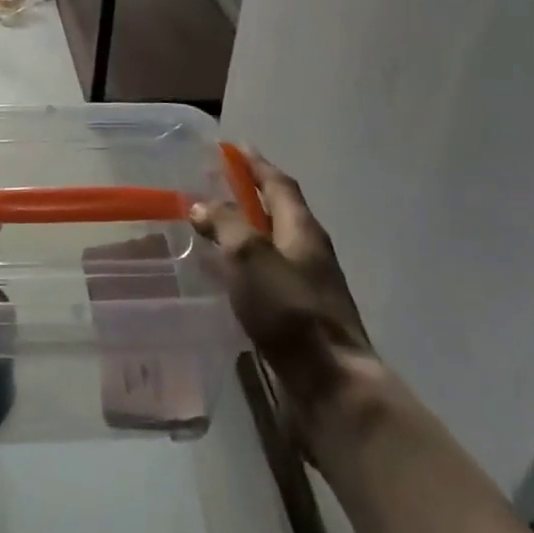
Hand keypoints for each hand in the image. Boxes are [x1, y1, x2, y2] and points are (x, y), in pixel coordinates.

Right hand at [190, 148, 382, 465]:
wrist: (331, 387)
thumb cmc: (290, 311)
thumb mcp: (250, 256)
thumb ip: (225, 224)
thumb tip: (201, 204)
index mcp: (302, 229)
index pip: (278, 183)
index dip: (256, 163)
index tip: (235, 146)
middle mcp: (309, 251)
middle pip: (279, 211)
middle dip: (250, 194)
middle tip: (216, 184)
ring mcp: (308, 286)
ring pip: (272, 245)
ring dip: (246, 230)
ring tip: (213, 226)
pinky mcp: (299, 317)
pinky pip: (267, 276)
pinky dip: (245, 265)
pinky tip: (226, 276)